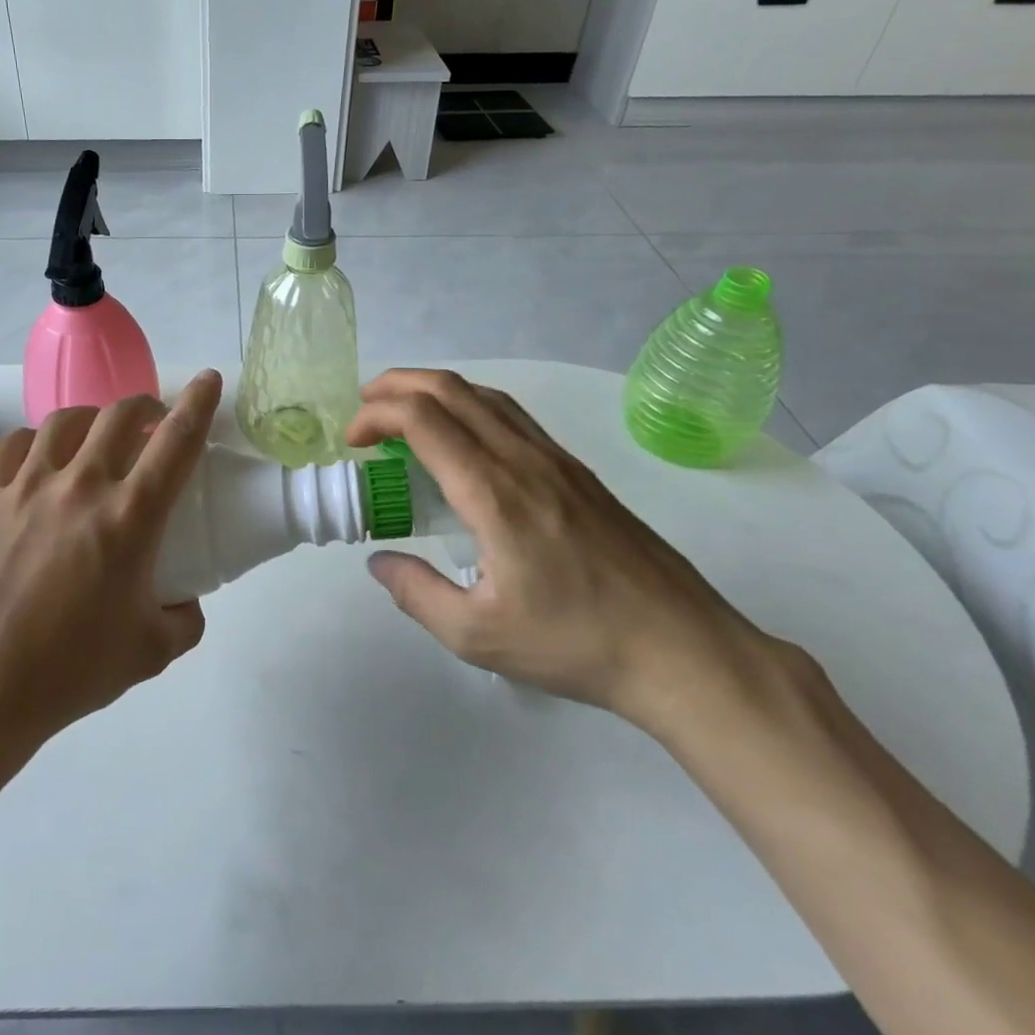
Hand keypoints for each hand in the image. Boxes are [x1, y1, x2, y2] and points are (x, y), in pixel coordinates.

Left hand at [0, 371, 222, 753]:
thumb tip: (186, 601)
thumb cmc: (71, 670)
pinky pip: (13, 444)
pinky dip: (34, 441)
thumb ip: (184, 620)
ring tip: (98, 438)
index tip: (209, 379)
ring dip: (93, 419)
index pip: (176, 441)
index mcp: (130, 516)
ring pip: (66, 419)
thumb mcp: (151, 652)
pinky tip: (39, 460)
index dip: (199, 403)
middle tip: (154, 423)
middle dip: (146, 406)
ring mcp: (28, 485)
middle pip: (120, 414)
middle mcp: (81, 485)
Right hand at [344, 369, 762, 725]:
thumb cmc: (576, 643)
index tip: (352, 442)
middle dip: (396, 385)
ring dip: (433, 391)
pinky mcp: (575, 471)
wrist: (681, 649)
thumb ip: (417, 593)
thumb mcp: (477, 636)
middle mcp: (522, 459)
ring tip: (402, 414)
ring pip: (484, 394)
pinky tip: (461, 440)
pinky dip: (468, 407)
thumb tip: (379, 562)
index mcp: (493, 492)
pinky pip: (510, 415)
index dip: (376, 415)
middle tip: (363, 409)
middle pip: (450, 389)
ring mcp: (555, 459)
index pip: (423, 419)